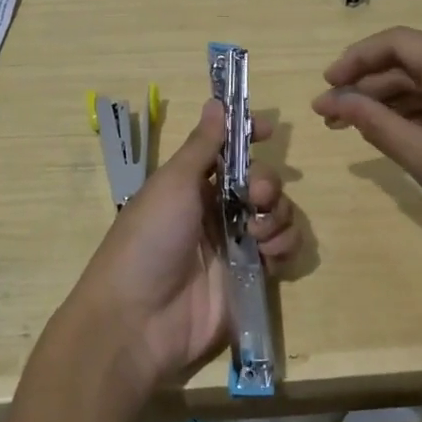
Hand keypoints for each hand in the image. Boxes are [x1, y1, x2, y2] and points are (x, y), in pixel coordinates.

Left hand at [65, 101, 299, 398]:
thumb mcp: (172, 184)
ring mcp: (234, 245)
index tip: (268, 130)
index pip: (228, 152)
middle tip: (255, 194)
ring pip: (276, 214)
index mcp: (192, 185)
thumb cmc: (149, 239)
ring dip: (276, 216)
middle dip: (267, 183)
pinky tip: (268, 255)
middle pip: (261, 182)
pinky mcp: (251, 278)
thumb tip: (216, 101)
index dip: (249, 137)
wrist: (138, 320)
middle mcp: (215, 210)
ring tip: (256, 234)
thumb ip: (202, 146)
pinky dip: (283, 247)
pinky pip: (282, 251)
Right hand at [311, 27, 421, 262]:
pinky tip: (402, 133)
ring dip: (394, 100)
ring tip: (358, 128)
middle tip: (333, 116)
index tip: (325, 88)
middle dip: (369, 86)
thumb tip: (338, 102)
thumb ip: (378, 125)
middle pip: (412, 60)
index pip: (394, 42)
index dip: (353, 61)